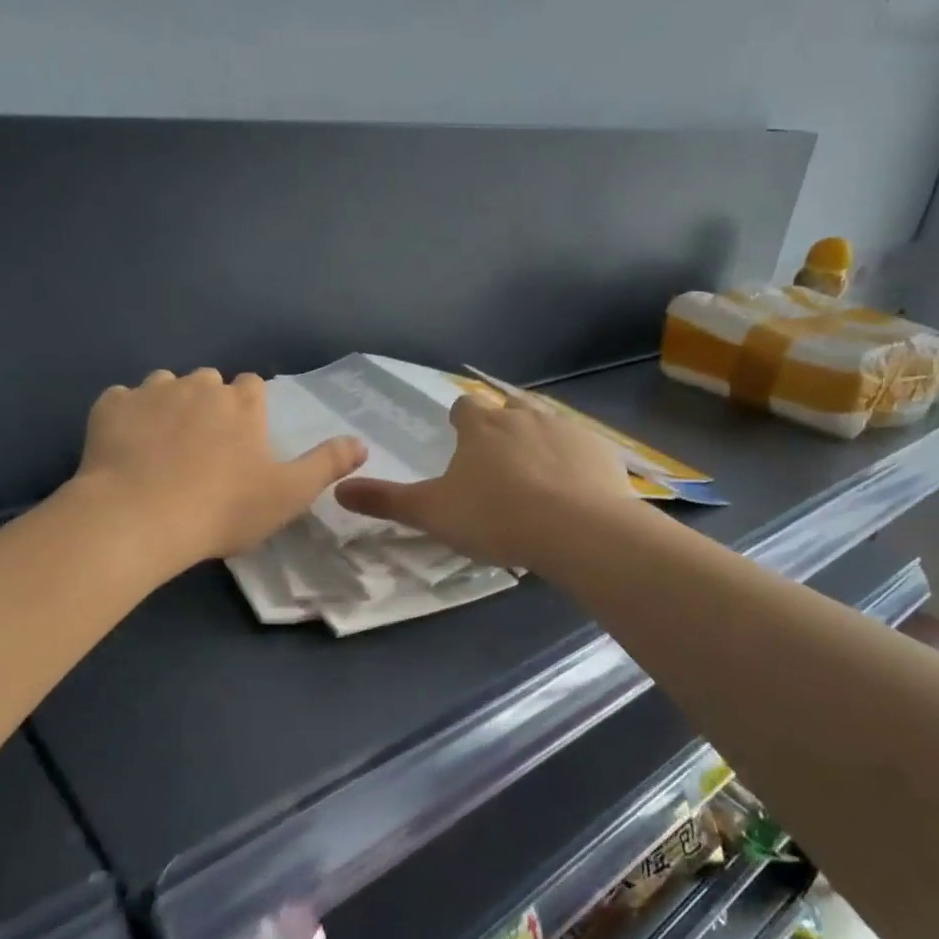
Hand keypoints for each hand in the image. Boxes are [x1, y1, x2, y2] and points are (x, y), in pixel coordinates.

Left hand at [73, 368, 366, 573]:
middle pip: (208, 381)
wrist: (140, 518)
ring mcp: (151, 392)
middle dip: (208, 403)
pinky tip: (125, 447)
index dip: (249, 407)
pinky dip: (126, 417)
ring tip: (162, 446)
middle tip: (202, 448)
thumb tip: (362, 442)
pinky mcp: (110, 407)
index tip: (243, 437)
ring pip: (164, 385)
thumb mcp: (288, 494)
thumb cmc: (223, 509)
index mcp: (242, 404)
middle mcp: (199, 386)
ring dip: (167, 405)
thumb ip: (326, 464)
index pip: (253, 385)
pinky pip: (121, 401)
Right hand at [335, 396, 632, 568]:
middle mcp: (522, 415)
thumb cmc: (495, 517)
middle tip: (496, 466)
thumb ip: (386, 501)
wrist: (578, 530)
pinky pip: (581, 448)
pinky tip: (572, 490)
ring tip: (534, 478)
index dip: (460, 423)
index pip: (464, 408)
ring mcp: (565, 429)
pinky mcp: (600, 450)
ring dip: (537, 442)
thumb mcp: (432, 513)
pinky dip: (572, 462)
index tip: (460, 444)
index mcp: (481, 425)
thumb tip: (338, 489)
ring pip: (545, 425)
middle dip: (500, 429)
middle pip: (507, 410)